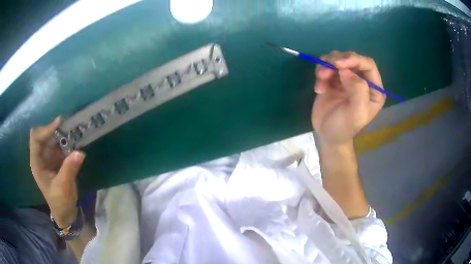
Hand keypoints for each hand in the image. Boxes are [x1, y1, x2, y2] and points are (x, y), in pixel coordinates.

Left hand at [29, 118, 85, 227]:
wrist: (65, 212)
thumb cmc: (60, 202)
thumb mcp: (63, 188)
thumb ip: (69, 170)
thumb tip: (80, 152)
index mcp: (37, 163)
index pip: (36, 139)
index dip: (45, 129)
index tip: (60, 123)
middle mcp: (41, 156)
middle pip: (44, 134)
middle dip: (55, 129)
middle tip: (69, 125)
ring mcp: (48, 156)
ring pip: (53, 137)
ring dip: (62, 133)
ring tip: (74, 130)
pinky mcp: (56, 158)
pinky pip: (61, 144)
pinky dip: (67, 141)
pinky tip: (75, 140)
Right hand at [312, 51, 385, 146]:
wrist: (327, 135)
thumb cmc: (344, 128)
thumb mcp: (356, 114)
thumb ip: (358, 91)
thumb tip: (346, 70)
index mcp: (374, 89)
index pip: (368, 64)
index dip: (354, 60)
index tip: (338, 64)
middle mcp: (363, 81)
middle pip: (352, 58)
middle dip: (337, 61)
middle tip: (324, 72)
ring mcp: (348, 78)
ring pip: (337, 59)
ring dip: (326, 66)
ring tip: (321, 79)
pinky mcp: (334, 79)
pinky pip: (327, 66)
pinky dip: (320, 73)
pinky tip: (319, 88)